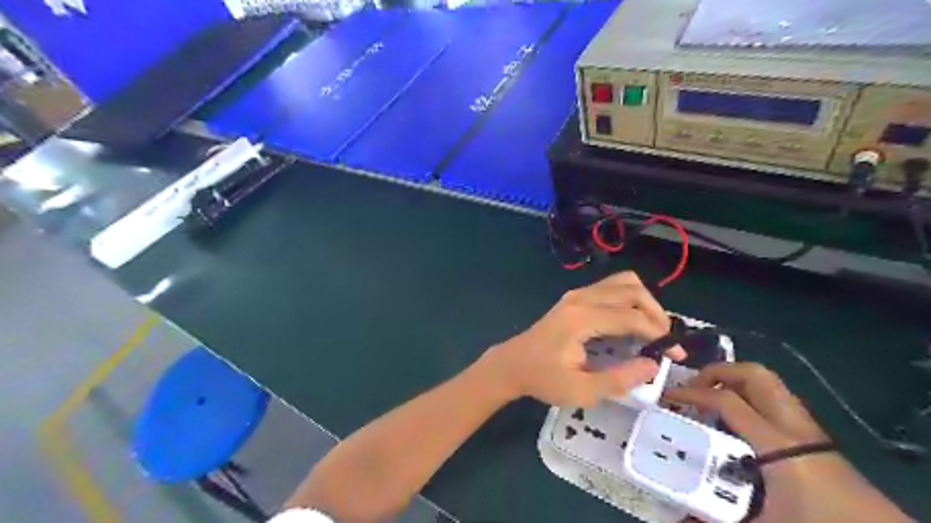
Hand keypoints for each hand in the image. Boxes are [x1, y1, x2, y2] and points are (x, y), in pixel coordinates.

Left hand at [475, 275, 680, 408]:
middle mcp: (581, 298)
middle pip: (631, 289)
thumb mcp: (581, 391)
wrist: (511, 365)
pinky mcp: (575, 298)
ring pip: (622, 282)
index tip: (674, 355)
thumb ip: (619, 379)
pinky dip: (629, 300)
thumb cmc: (543, 379)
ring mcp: (576, 294)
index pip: (631, 316)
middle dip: (656, 312)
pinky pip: (611, 288)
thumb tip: (652, 365)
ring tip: (652, 330)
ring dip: (644, 302)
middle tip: (664, 341)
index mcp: (581, 319)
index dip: (658, 333)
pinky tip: (631, 324)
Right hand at [666, 364, 914, 521]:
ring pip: (767, 381)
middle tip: (696, 388)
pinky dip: (749, 395)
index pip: (727, 401)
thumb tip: (682, 515)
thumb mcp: (764, 522)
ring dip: (734, 380)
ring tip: (712, 397)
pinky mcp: (810, 431)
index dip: (693, 394)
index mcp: (778, 443)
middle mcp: (792, 424)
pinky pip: (773, 397)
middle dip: (719, 372)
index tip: (669, 397)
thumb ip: (720, 513)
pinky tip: (737, 419)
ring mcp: (804, 423)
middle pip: (754, 374)